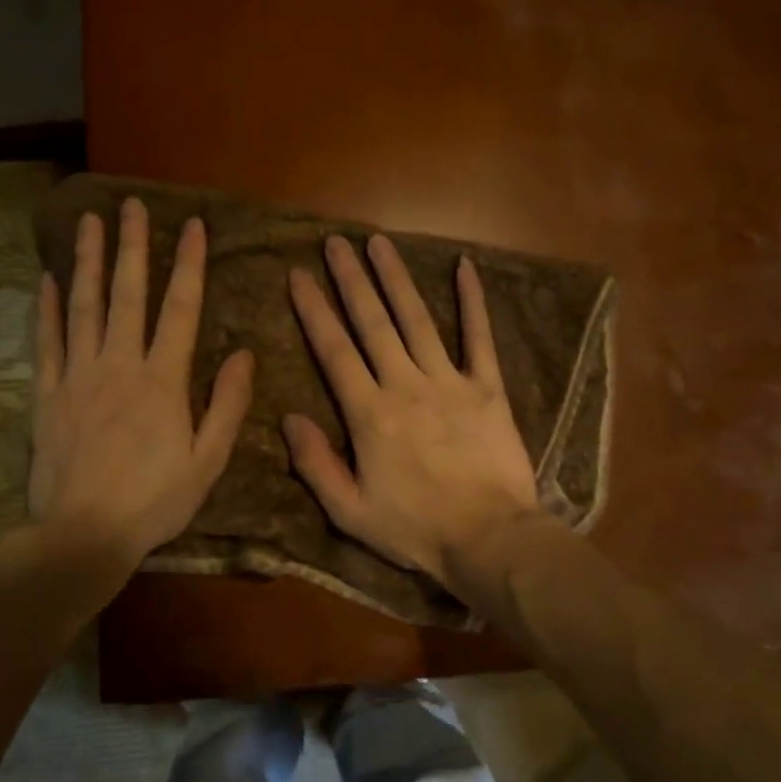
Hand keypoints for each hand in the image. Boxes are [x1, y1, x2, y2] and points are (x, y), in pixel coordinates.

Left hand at [29, 197, 252, 569]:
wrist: (83, 533)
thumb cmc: (154, 500)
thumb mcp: (208, 461)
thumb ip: (227, 405)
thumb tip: (245, 354)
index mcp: (163, 380)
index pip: (181, 309)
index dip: (189, 265)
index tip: (192, 226)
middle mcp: (119, 365)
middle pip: (128, 295)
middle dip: (133, 247)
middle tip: (132, 206)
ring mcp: (78, 375)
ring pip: (84, 307)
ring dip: (89, 262)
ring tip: (89, 222)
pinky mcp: (47, 393)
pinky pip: (46, 341)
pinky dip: (46, 308)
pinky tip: (48, 279)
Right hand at [285, 233, 543, 595]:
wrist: (491, 539)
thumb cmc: (416, 529)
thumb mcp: (350, 512)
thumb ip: (316, 463)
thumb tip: (289, 417)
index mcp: (369, 414)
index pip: (334, 351)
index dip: (314, 311)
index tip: (299, 275)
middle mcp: (406, 385)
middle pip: (373, 323)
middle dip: (351, 280)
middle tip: (335, 242)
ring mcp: (450, 382)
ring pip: (417, 320)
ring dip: (396, 278)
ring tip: (378, 243)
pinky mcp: (488, 388)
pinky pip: (479, 337)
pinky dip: (472, 301)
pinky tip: (464, 266)